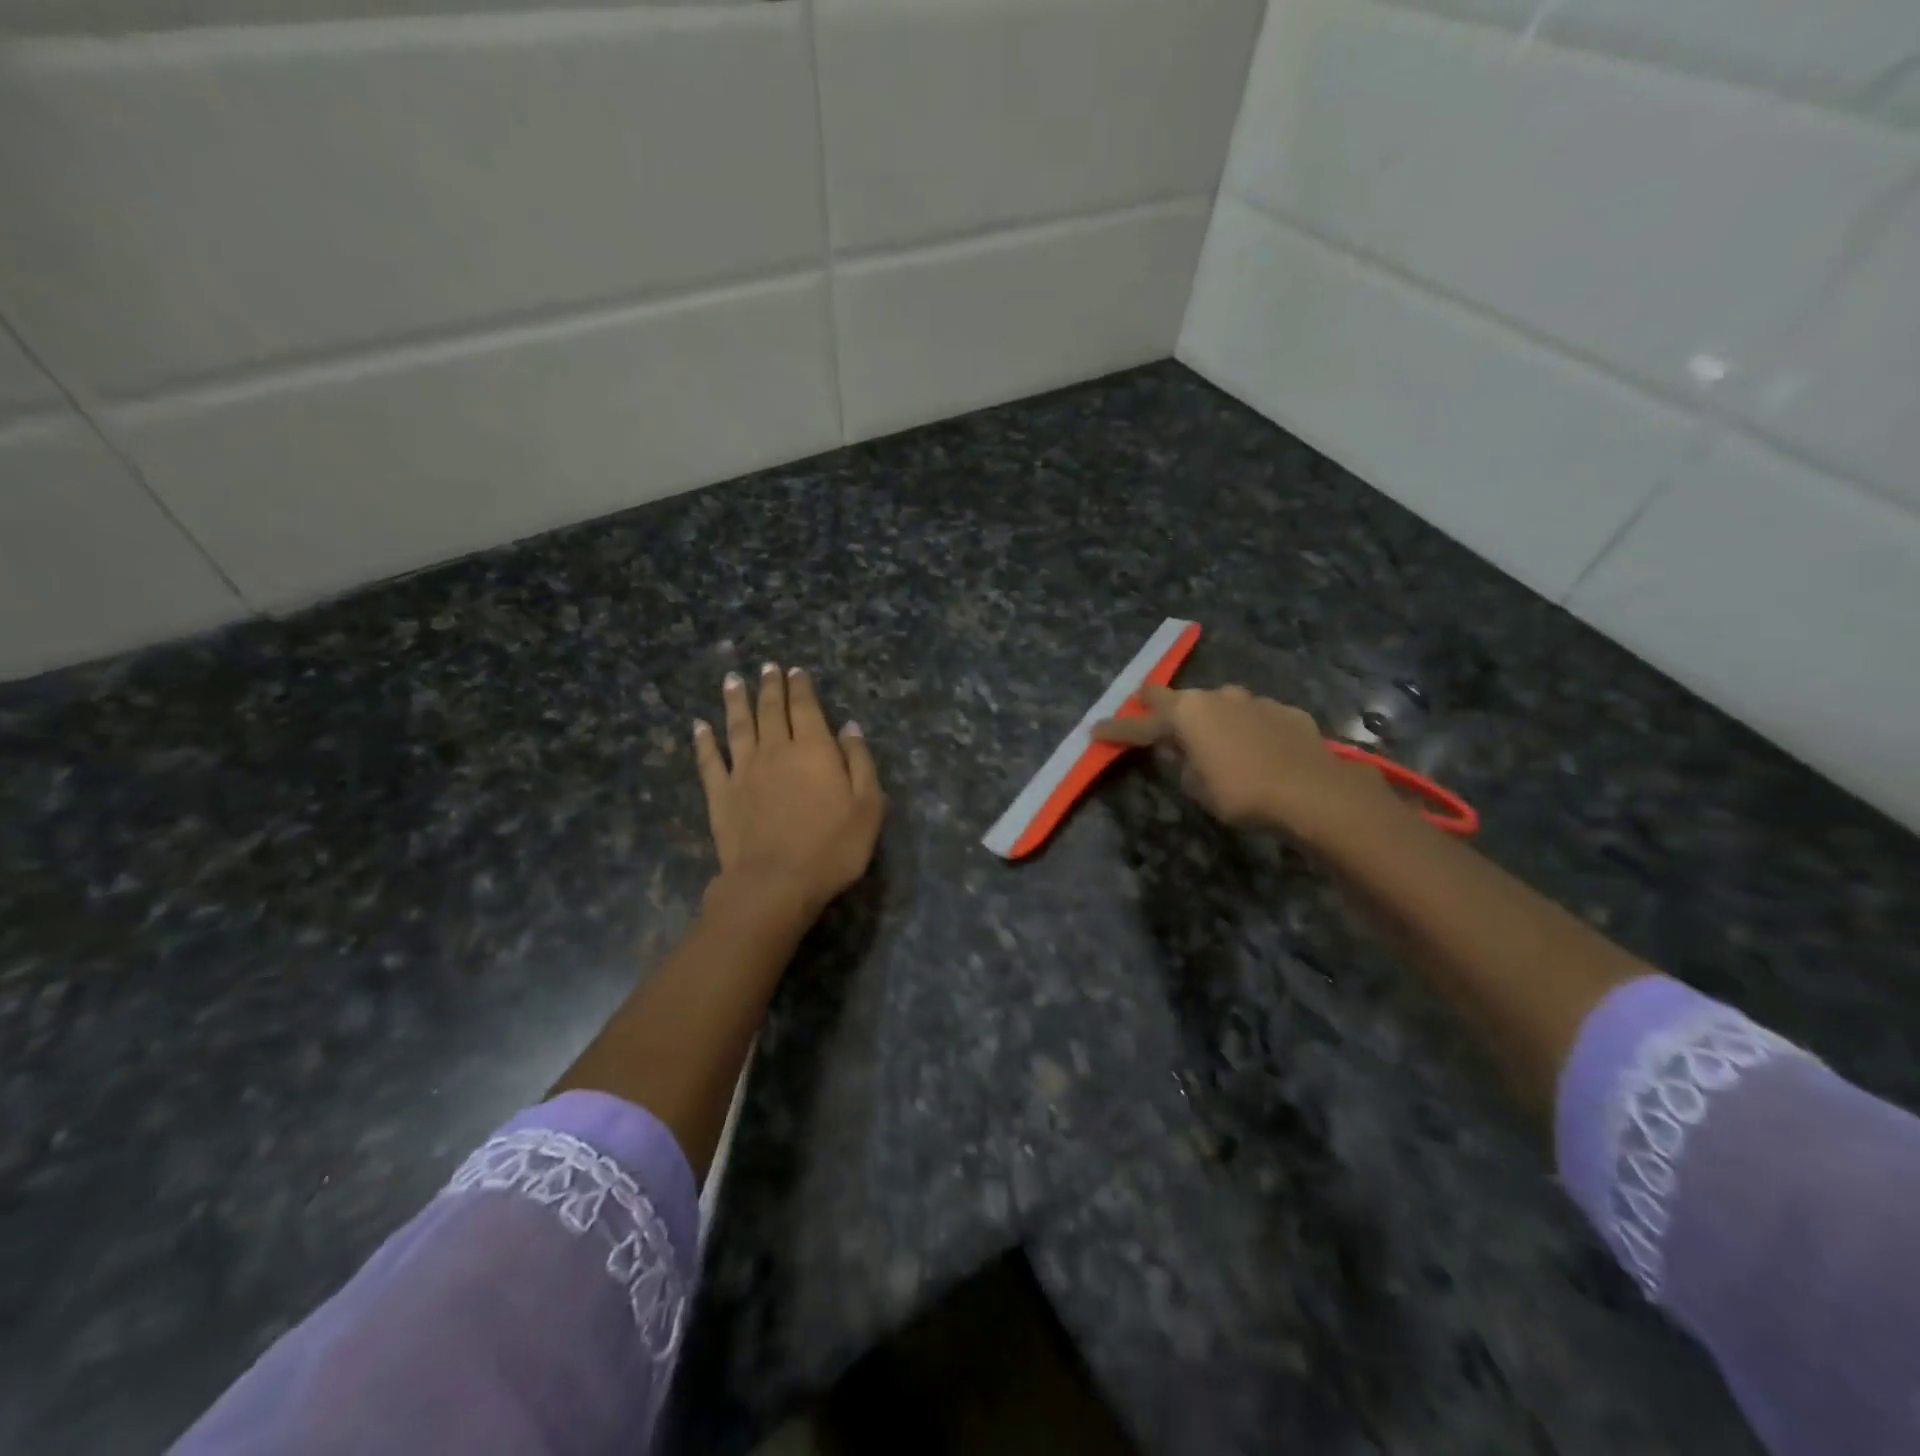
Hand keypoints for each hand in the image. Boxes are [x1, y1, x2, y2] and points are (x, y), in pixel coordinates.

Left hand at [693, 663, 884, 917]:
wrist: (775, 882)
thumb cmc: (832, 847)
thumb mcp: (867, 806)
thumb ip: (859, 762)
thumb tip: (849, 726)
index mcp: (813, 749)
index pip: (806, 708)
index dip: (801, 687)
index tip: (795, 670)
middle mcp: (776, 750)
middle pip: (771, 710)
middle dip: (770, 686)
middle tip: (766, 667)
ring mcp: (744, 770)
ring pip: (738, 726)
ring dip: (736, 701)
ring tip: (732, 680)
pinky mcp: (720, 794)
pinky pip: (709, 760)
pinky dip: (704, 741)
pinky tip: (699, 726)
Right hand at [1093, 684, 1397, 847]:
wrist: (1314, 791)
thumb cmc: (1243, 793)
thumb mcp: (1199, 787)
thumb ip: (1184, 765)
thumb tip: (1184, 752)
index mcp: (1186, 714)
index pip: (1139, 725)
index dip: (1116, 729)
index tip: (1094, 730)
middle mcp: (1216, 698)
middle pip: (1174, 696)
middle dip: (1155, 702)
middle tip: (1142, 703)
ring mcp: (1253, 700)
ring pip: (1219, 704)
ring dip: (1208, 717)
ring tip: (1209, 735)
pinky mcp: (1284, 711)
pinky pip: (1254, 716)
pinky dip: (1245, 728)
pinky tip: (1255, 746)